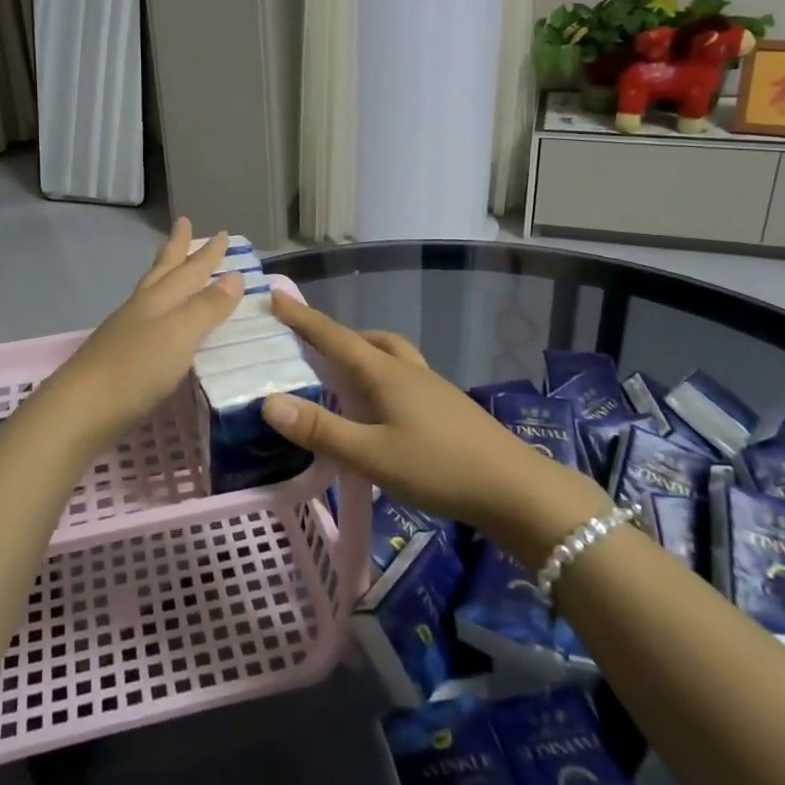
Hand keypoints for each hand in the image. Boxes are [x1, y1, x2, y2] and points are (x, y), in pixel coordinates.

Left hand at [40, 219, 243, 446]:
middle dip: (177, 249)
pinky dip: (158, 307)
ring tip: (171, 264)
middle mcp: (142, 308)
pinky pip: (145, 317)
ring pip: (150, 291)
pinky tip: (158, 318)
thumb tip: (234, 276)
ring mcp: (126, 331)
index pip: (189, 270)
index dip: (207, 253)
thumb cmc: (136, 369)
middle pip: (163, 270)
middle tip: (184, 223)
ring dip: (165, 273)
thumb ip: (206, 307)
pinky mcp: (118, 355)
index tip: (224, 233)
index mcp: (159, 300)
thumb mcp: (180, 335)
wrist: (81, 409)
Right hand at [261, 294, 609, 544]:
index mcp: (384, 373)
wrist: (515, 489)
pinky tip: (380, 410)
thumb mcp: (371, 454)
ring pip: (389, 356)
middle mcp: (407, 370)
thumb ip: (320, 429)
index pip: (333, 336)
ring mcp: (431, 387)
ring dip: (362, 355)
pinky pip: (403, 377)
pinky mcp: (446, 407)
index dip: (301, 317)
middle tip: (308, 351)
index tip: (274, 296)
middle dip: (333, 338)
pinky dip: (382, 379)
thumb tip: (268, 402)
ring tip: (342, 379)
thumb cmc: (438, 467)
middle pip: (365, 340)